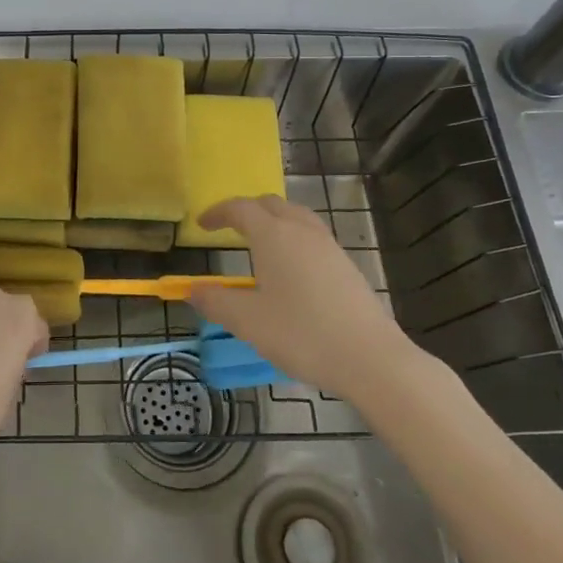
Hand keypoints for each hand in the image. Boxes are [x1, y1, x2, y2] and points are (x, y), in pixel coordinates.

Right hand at [188, 196, 421, 397]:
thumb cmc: (302, 334)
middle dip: (246, 210)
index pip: (240, 208)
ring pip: (296, 217)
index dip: (218, 212)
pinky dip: (292, 237)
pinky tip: (290, 268)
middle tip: (228, 227)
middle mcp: (302, 231)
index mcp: (273, 235)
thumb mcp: (248, 321)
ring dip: (273, 221)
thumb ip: (215, 301)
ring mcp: (328, 246)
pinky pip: (312, 236)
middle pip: (270, 204)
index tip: (202, 224)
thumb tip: (192, 290)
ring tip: (259, 242)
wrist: (371, 358)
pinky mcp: (346, 265)